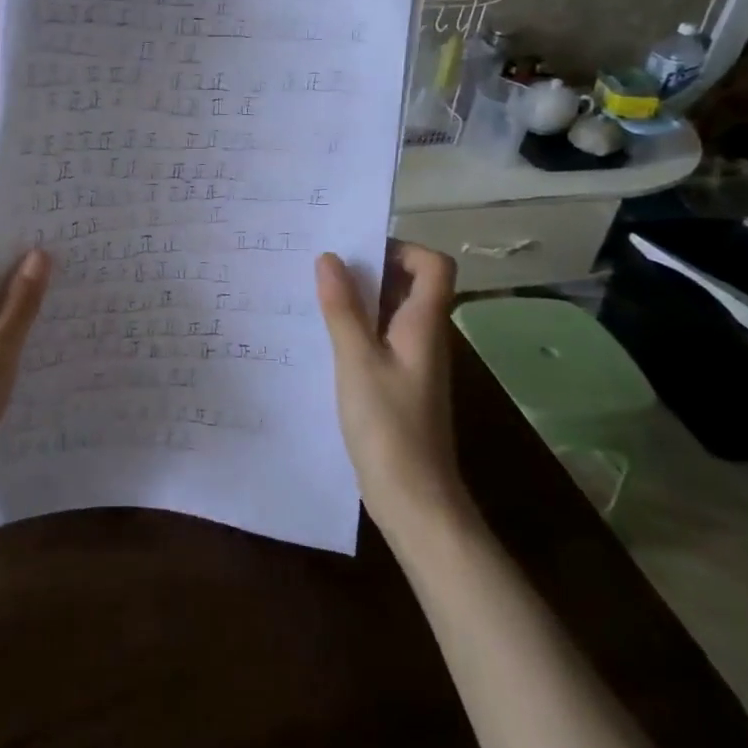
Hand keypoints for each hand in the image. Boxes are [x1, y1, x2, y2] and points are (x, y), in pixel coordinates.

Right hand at [315, 242, 465, 524]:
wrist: (414, 498)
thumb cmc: (388, 426)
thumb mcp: (357, 361)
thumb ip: (343, 309)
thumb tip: (329, 258)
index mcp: (424, 324)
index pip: (433, 265)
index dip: (401, 249)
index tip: (357, 253)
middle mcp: (424, 336)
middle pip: (409, 284)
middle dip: (369, 270)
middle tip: (321, 268)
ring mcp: (413, 361)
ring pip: (391, 313)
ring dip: (358, 300)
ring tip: (314, 297)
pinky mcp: (399, 383)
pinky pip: (380, 340)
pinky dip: (356, 330)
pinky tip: (323, 340)